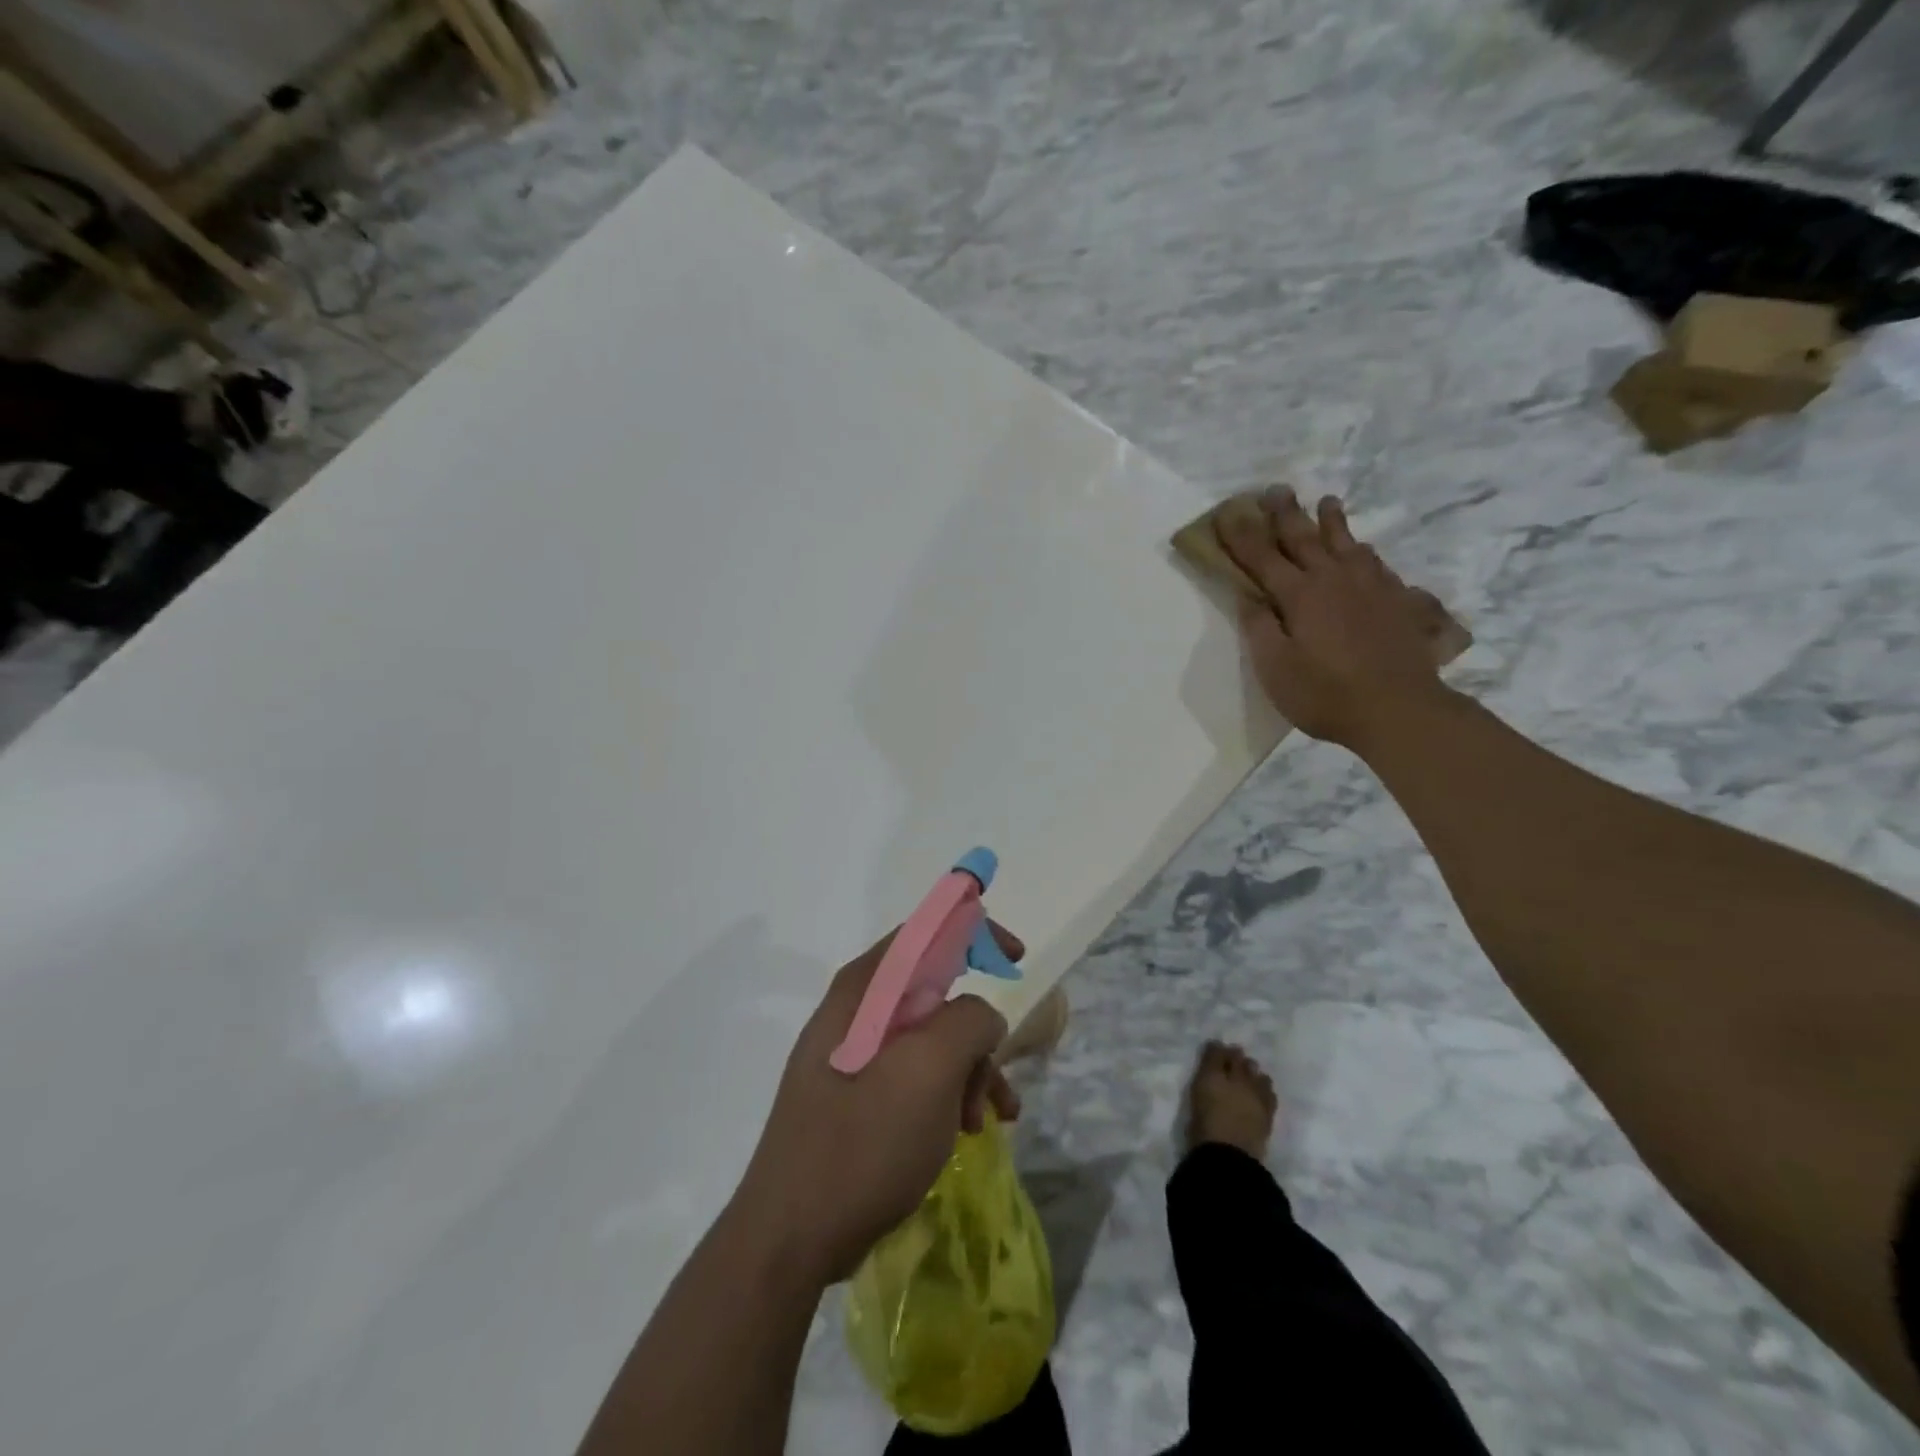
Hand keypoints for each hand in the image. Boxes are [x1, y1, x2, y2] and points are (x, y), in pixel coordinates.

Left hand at [727, 927, 1024, 1286]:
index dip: (974, 933)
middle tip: (997, 1073)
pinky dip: (948, 1094)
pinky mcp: (857, 1096)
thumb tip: (981, 1017)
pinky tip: (966, 1132)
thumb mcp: (929, 1071)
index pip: (925, 932)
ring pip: (931, 1039)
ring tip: (987, 1119)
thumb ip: (968, 1020)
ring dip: (969, 1070)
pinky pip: (915, 1075)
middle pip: (934, 992)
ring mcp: (853, 1055)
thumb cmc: (862, 1143)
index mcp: (863, 989)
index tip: (1014, 959)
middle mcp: (855, 1012)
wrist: (791, 1239)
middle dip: (976, 1029)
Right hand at [1217, 489, 1449, 752]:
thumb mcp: (1276, 669)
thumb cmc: (1326, 694)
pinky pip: (1376, 563)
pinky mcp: (1397, 600)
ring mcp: (1371, 586)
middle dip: (1285, 514)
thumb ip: (1259, 628)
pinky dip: (1363, 550)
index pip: (1262, 557)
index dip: (1241, 536)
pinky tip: (1363, 551)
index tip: (1225, 514)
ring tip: (1326, 502)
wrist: (1400, 709)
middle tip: (1274, 490)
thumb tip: (1248, 596)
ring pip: (1346, 543)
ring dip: (1331, 521)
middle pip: (1304, 538)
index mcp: (1299, 595)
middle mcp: (1334, 579)